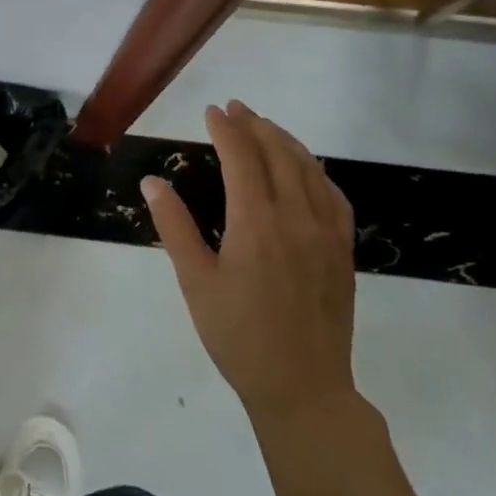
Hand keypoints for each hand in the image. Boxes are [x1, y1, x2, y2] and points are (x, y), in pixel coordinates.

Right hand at [141, 100, 356, 428]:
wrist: (303, 388)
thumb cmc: (238, 336)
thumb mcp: (195, 282)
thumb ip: (174, 227)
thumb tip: (153, 182)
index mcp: (256, 223)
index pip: (242, 158)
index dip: (226, 129)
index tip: (212, 111)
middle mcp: (296, 218)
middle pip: (279, 154)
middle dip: (255, 125)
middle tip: (236, 108)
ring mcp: (326, 233)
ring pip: (309, 169)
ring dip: (286, 141)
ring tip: (265, 126)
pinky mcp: (343, 251)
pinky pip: (333, 196)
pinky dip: (315, 171)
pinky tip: (306, 169)